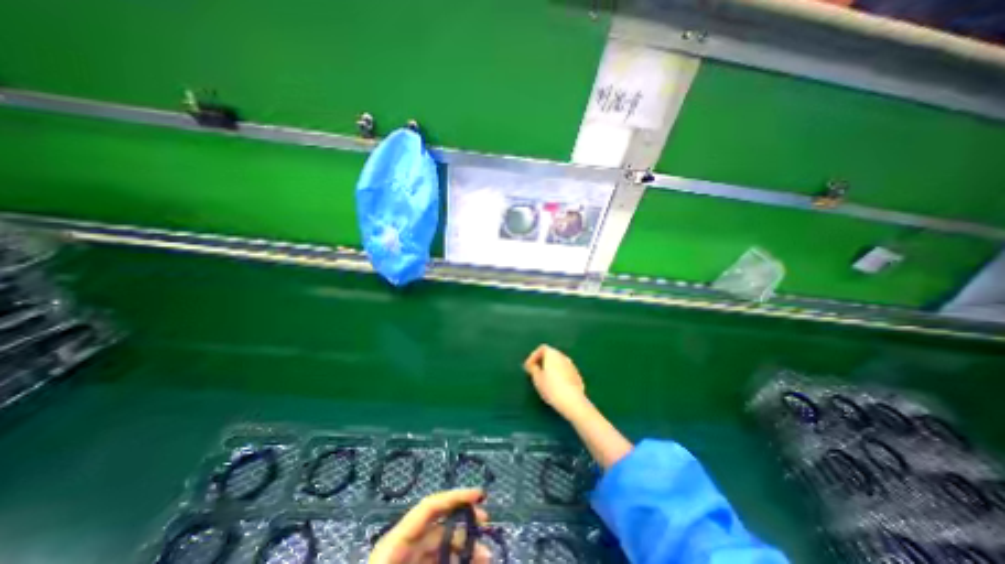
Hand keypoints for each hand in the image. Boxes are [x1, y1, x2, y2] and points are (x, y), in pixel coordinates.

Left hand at [371, 489, 492, 563]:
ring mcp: (404, 561)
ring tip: (485, 557)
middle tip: (488, 527)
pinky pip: (434, 562)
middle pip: (439, 526)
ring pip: (440, 547)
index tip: (480, 496)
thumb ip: (437, 561)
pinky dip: (452, 562)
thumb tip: (471, 558)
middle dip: (465, 525)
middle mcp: (401, 546)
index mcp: (396, 543)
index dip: (456, 497)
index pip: (430, 507)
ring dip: (463, 549)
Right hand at [527, 344, 590, 417]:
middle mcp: (563, 356)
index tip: (529, 366)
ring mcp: (572, 366)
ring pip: (559, 363)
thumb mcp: (537, 379)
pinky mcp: (577, 376)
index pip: (542, 348)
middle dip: (543, 362)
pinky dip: (559, 375)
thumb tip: (533, 365)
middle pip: (551, 355)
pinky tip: (556, 386)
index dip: (533, 356)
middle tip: (536, 372)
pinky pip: (565, 371)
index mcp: (552, 354)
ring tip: (545, 380)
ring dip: (551, 369)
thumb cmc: (551, 387)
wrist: (572, 400)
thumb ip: (533, 369)